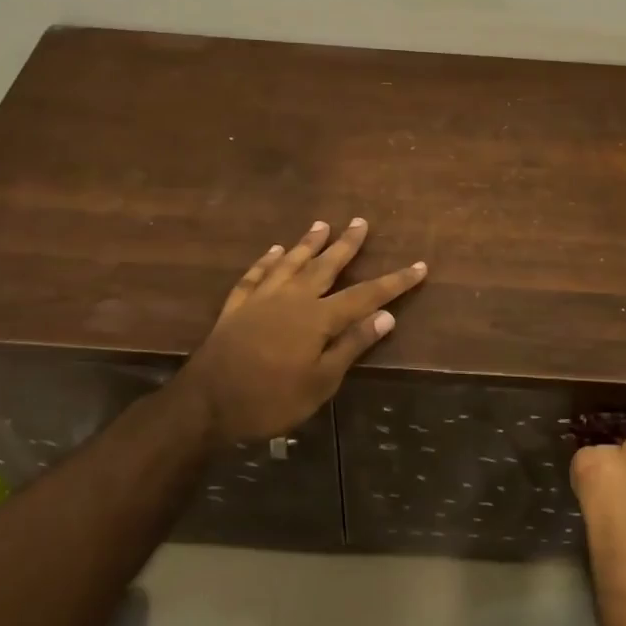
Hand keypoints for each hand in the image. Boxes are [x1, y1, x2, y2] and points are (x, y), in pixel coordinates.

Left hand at [182, 219, 427, 445]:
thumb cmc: (270, 399)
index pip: (365, 295)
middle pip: (326, 266)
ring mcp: (262, 299)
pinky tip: (274, 251)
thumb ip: (351, 346)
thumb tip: (385, 316)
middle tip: (361, 222)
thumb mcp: (320, 382)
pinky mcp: (237, 306)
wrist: (207, 403)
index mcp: (318, 318)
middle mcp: (293, 298)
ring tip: (321, 225)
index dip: (394, 281)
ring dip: (308, 243)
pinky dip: (267, 261)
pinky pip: (256, 275)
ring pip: (291, 263)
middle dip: (347, 245)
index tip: (418, 266)